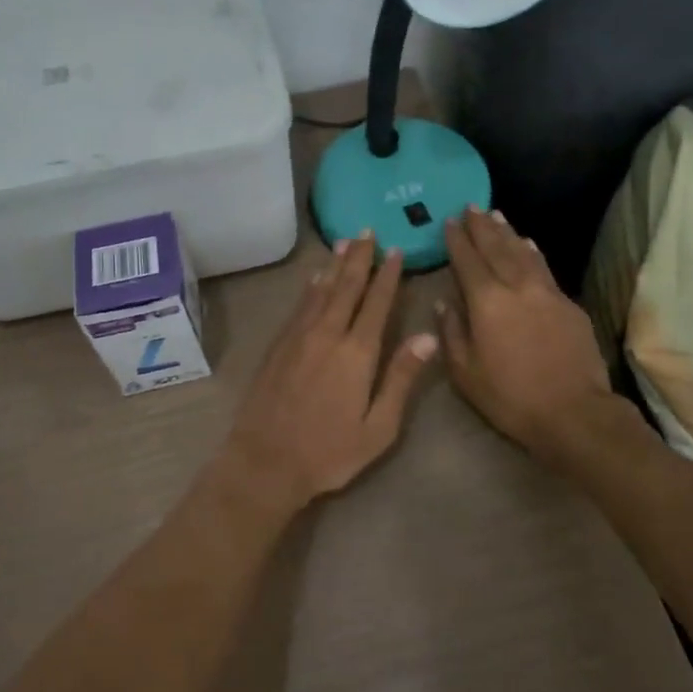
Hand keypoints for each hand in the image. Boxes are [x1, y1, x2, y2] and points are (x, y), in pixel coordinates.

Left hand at [222, 233, 437, 513]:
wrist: (265, 461)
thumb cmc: (329, 452)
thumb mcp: (378, 427)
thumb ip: (401, 378)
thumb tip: (427, 337)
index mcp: (357, 352)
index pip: (376, 303)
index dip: (387, 275)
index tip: (395, 250)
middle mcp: (327, 334)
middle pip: (346, 286)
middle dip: (359, 257)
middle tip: (367, 231)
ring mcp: (298, 337)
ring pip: (321, 290)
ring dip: (335, 265)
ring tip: (345, 242)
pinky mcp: (278, 345)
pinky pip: (299, 305)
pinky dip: (311, 287)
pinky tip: (315, 278)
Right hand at [438, 208, 614, 460]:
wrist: (574, 413)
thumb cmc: (510, 397)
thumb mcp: (465, 373)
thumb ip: (452, 333)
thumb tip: (445, 303)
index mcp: (486, 301)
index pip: (467, 260)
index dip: (456, 240)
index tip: (448, 221)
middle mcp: (516, 287)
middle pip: (496, 248)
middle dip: (480, 226)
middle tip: (470, 207)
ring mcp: (547, 292)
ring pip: (523, 252)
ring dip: (507, 232)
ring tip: (496, 215)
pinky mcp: (569, 304)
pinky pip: (544, 268)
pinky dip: (532, 252)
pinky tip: (528, 245)